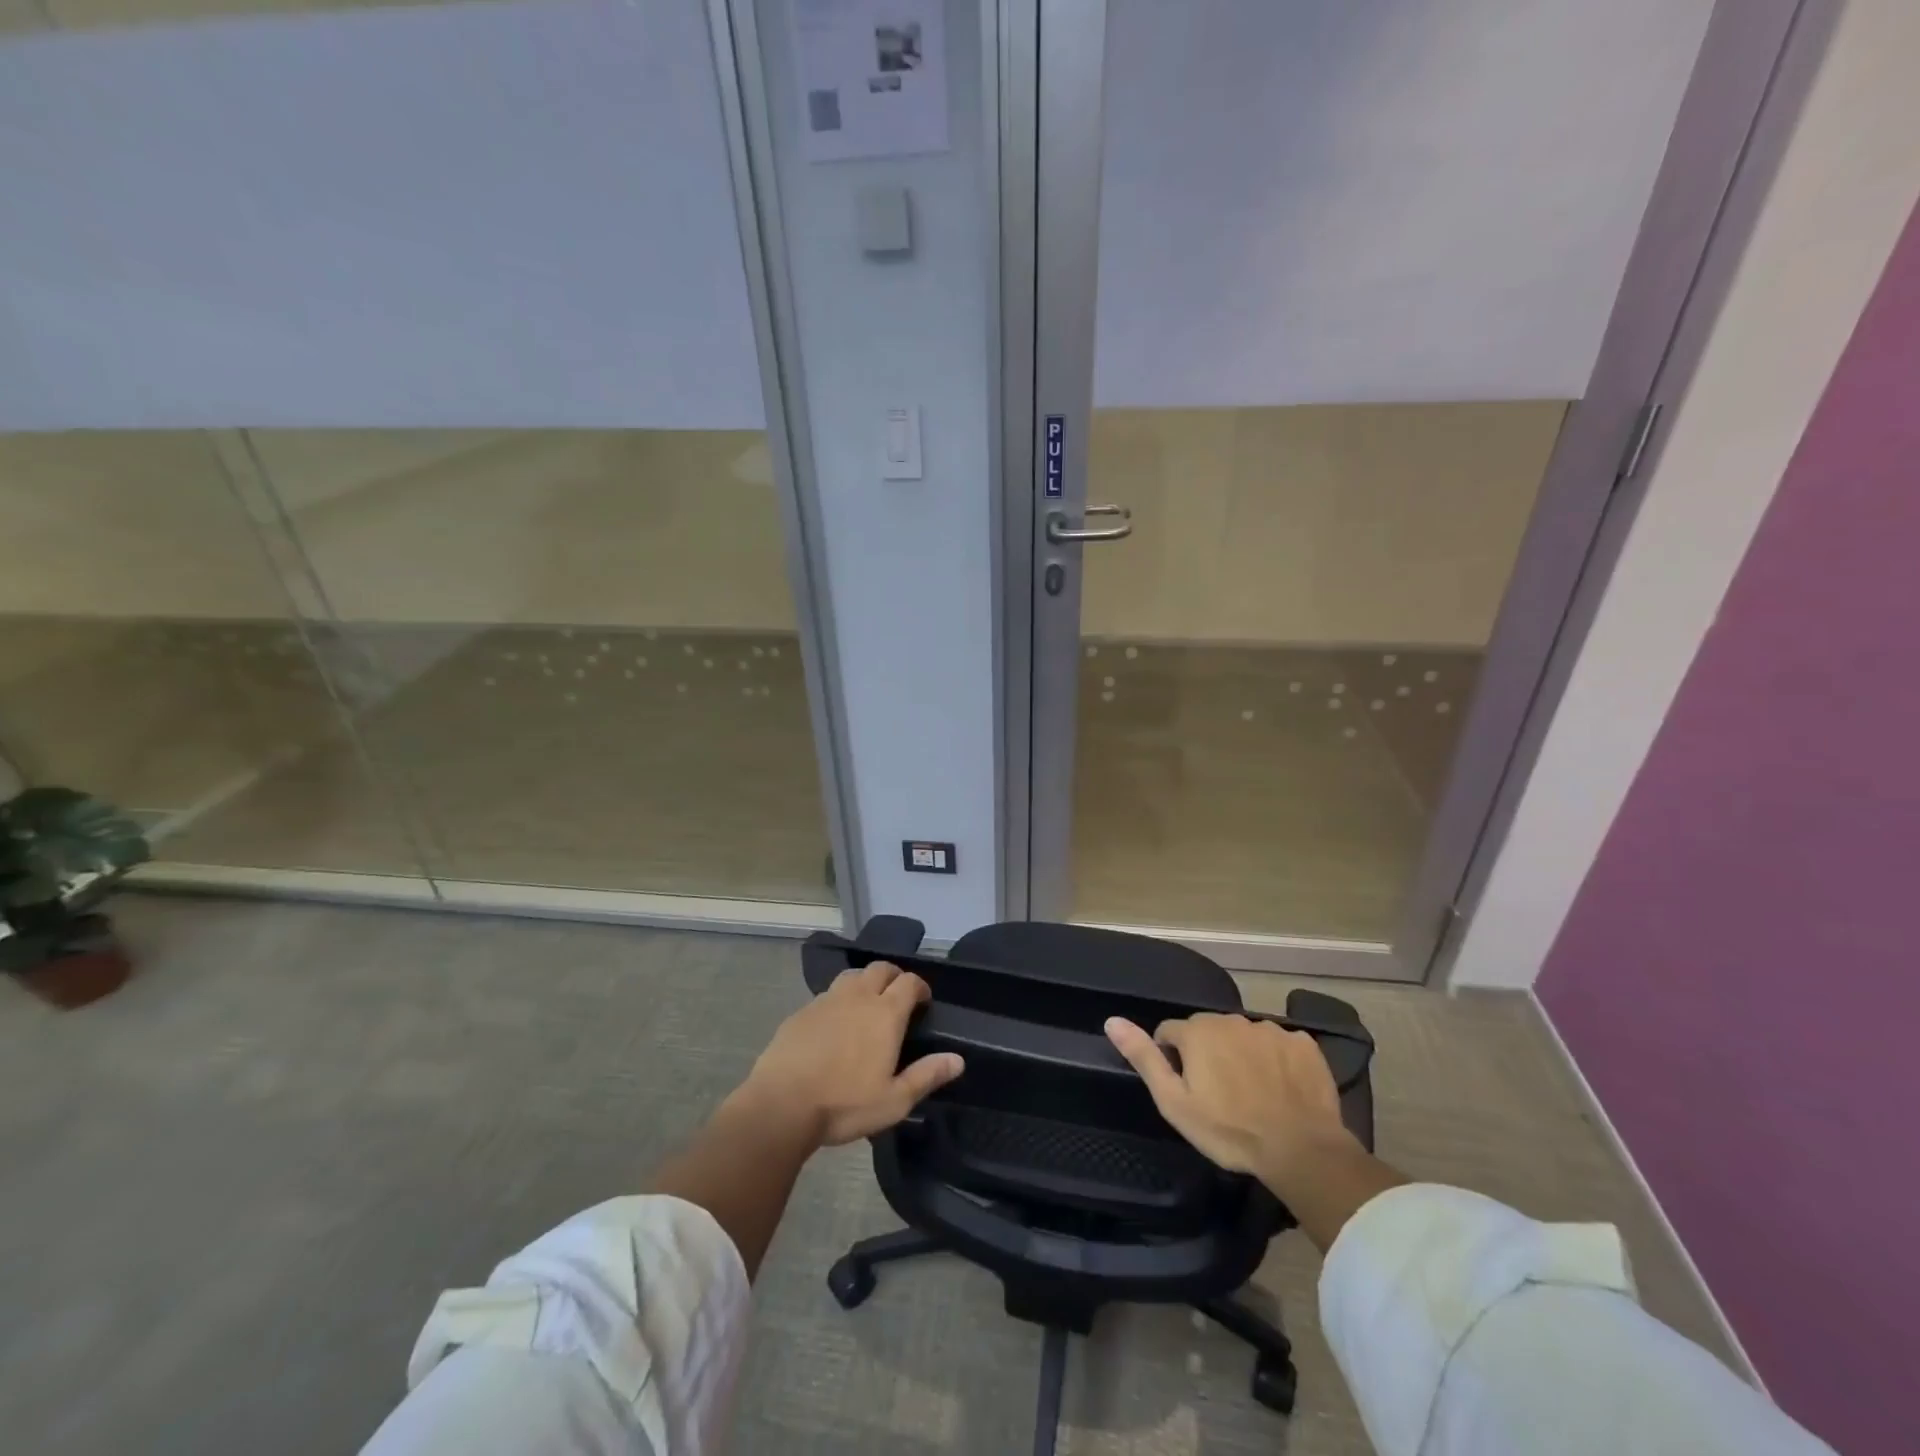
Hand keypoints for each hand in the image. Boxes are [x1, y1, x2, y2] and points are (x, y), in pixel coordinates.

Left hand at [745, 961, 964, 1146]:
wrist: (781, 1104)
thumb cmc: (844, 1104)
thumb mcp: (894, 1100)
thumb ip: (927, 1076)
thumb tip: (958, 1059)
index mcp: (885, 1013)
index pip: (909, 982)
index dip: (920, 987)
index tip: (923, 1001)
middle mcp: (858, 997)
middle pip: (881, 968)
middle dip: (894, 976)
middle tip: (897, 998)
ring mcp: (826, 1000)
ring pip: (852, 976)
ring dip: (865, 982)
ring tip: (866, 1004)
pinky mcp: (802, 1011)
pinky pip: (827, 994)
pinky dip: (838, 1000)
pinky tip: (834, 1023)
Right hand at [1105, 1013, 1355, 1193]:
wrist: (1301, 1150)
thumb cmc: (1229, 1130)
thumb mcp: (1174, 1102)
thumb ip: (1144, 1057)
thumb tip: (1112, 1020)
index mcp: (1198, 1030)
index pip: (1170, 1033)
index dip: (1173, 1059)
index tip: (1186, 1089)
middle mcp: (1232, 1019)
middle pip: (1208, 1031)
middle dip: (1207, 1054)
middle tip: (1219, 1095)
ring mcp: (1271, 1029)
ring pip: (1244, 1037)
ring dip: (1242, 1055)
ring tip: (1252, 1093)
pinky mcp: (1304, 1043)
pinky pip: (1280, 1045)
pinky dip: (1276, 1060)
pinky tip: (1282, 1088)